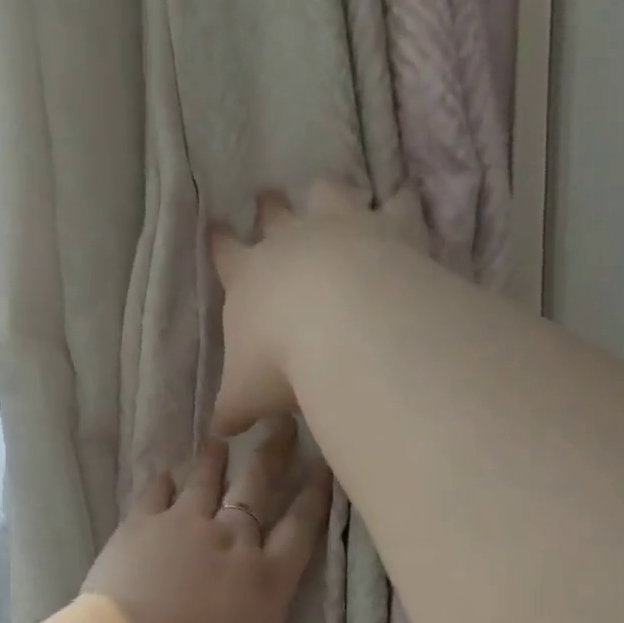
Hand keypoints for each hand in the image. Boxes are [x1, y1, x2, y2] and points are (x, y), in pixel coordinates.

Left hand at [82, 419, 333, 622]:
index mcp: (268, 579)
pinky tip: (162, 469)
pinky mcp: (142, 526)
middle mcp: (233, 541)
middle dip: (274, 454)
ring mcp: (186, 527)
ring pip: (207, 480)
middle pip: (259, 486)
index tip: (326, 468)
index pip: (302, 528)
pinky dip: (159, 480)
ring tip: (221, 437)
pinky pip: (154, 493)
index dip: (316, 497)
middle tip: (281, 421)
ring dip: (215, 458)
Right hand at [208, 178, 431, 437]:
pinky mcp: (391, 228)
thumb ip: (233, 408)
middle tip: (267, 197)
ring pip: (328, 194)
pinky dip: (401, 203)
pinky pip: (398, 205)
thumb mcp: (245, 395)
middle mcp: (291, 242)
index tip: (217, 227)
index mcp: (248, 277)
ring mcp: (342, 228)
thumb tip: (220, 429)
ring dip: (326, 195)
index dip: (220, 242)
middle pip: (275, 214)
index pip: (225, 252)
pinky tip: (406, 199)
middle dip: (269, 208)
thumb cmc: (281, 362)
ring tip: (327, 193)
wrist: (346, 329)